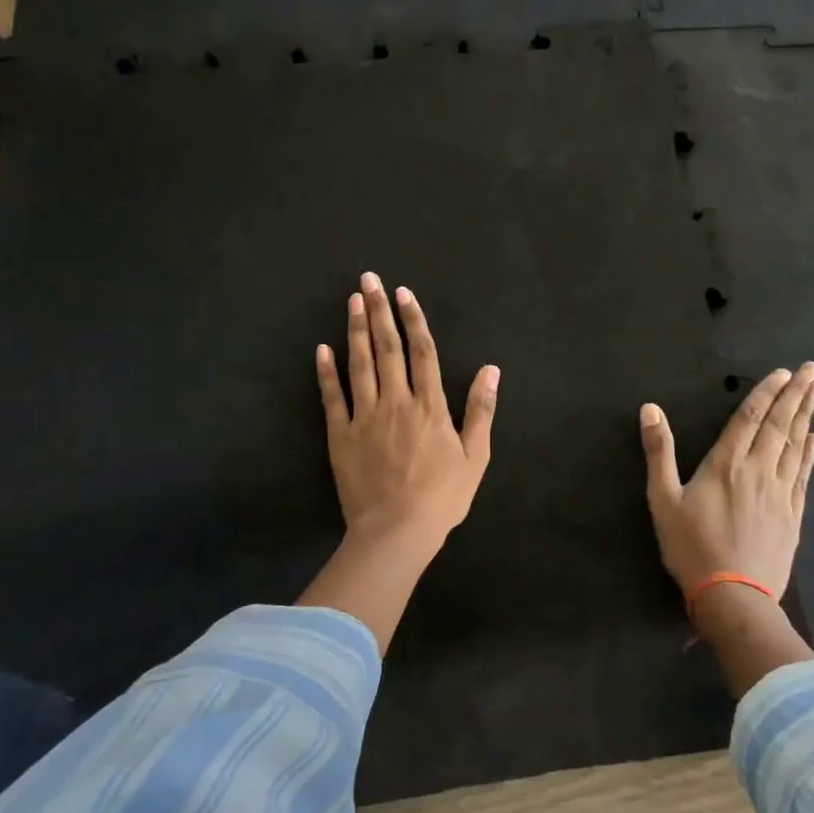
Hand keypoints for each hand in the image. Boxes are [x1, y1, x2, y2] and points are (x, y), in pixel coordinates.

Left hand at [315, 271, 498, 557]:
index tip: (404, 292)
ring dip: (355, 330)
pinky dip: (326, 372)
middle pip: (388, 347)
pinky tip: (321, 348)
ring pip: (360, 364)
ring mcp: (365, 416)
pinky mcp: (340, 435)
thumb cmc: (441, 498)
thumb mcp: (475, 457)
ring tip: (352, 300)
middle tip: (368, 280)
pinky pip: (332, 397)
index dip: (413, 319)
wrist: (396, 532)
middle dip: (378, 310)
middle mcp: (396, 401)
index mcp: (430, 405)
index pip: (423, 351)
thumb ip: (482, 410)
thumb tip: (492, 369)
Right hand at [639, 364, 813, 600]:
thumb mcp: (663, 499)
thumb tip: (650, 408)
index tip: (784, 372)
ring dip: (806, 416)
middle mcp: (758, 470)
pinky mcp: (792, 515)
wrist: (734, 598)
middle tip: (812, 369)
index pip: (749, 417)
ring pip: (796, 446)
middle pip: (779, 425)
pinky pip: (804, 475)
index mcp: (726, 464)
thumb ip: (658, 451)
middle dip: (795, 394)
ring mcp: (780, 493)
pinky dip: (810, 454)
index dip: (766, 392)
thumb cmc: (692, 547)